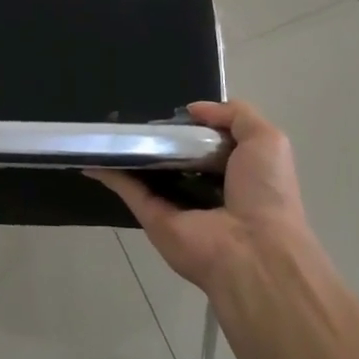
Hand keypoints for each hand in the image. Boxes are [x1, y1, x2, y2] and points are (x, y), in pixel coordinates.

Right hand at [90, 100, 307, 289]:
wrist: (254, 249)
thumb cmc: (266, 192)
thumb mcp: (266, 139)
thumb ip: (235, 115)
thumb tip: (193, 109)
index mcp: (235, 173)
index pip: (208, 144)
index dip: (192, 126)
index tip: (172, 112)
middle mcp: (205, 191)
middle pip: (174, 158)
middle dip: (157, 138)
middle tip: (134, 115)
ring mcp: (177, 206)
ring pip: (147, 173)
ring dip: (129, 153)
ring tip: (106, 126)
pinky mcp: (153, 218)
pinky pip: (129, 190)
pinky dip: (110, 173)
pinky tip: (92, 154)